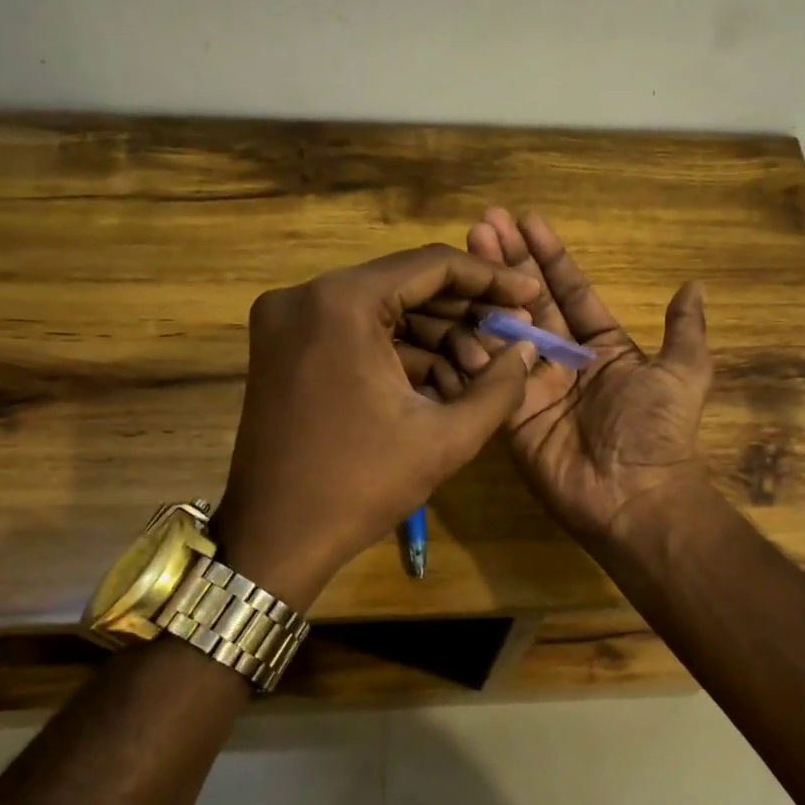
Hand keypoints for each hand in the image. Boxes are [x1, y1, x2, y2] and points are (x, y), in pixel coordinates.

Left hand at [215, 244, 542, 608]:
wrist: (275, 538)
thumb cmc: (361, 485)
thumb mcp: (445, 438)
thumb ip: (499, 387)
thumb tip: (527, 348)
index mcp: (343, 302)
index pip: (432, 265)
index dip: (490, 279)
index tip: (529, 294)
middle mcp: (307, 294)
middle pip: (405, 285)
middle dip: (464, 315)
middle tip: (511, 338)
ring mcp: (287, 320)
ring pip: (382, 310)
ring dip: (435, 337)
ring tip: (482, 374)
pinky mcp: (282, 346)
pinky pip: (355, 333)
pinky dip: (399, 353)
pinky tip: (442, 383)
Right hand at [404, 209, 713, 544]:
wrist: (633, 497)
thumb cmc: (658, 430)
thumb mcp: (684, 373)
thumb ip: (684, 330)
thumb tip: (695, 285)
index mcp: (603, 347)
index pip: (572, 291)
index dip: (550, 256)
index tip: (527, 219)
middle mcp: (565, 361)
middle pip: (531, 302)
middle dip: (508, 262)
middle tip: (482, 222)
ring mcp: (534, 386)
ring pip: (505, 330)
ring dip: (484, 292)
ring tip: (463, 250)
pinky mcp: (510, 414)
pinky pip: (490, 374)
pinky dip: (473, 344)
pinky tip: (452, 306)